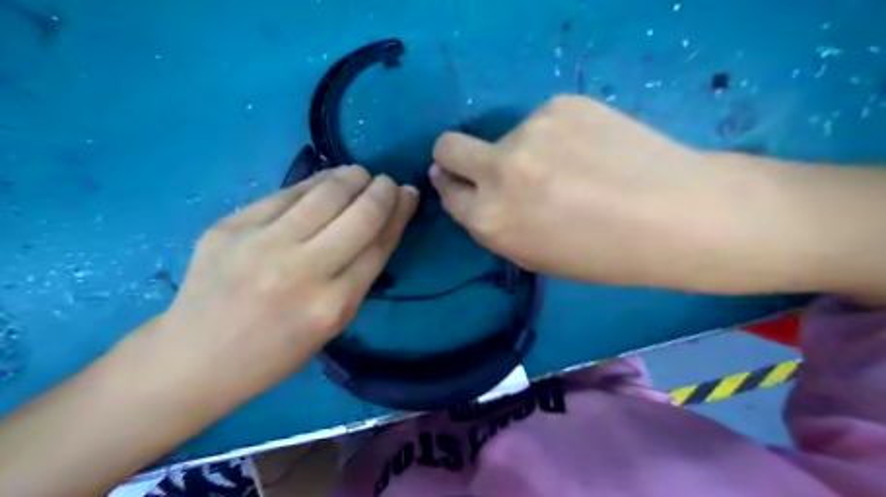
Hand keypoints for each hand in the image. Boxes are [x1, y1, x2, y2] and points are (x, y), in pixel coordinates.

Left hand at [155, 167, 419, 395]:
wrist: (195, 357)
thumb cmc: (275, 352)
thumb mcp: (332, 325)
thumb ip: (359, 276)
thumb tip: (382, 227)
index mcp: (332, 305)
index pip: (379, 244)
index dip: (399, 213)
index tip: (409, 195)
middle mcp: (301, 270)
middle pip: (359, 214)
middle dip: (382, 190)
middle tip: (386, 183)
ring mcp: (261, 243)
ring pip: (325, 193)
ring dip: (351, 177)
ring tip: (359, 175)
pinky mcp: (231, 226)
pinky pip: (286, 193)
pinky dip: (314, 182)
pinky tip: (325, 181)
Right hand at [433, 93, 811, 291]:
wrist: (678, 216)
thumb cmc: (604, 255)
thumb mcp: (534, 255)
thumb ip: (495, 225)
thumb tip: (470, 192)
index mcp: (490, 219)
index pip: (448, 191)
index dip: (454, 187)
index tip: (462, 183)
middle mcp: (499, 171)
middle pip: (448, 147)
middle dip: (454, 157)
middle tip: (487, 165)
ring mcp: (529, 131)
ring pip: (505, 135)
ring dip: (523, 151)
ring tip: (571, 167)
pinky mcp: (561, 104)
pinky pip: (543, 121)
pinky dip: (556, 135)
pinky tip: (591, 150)